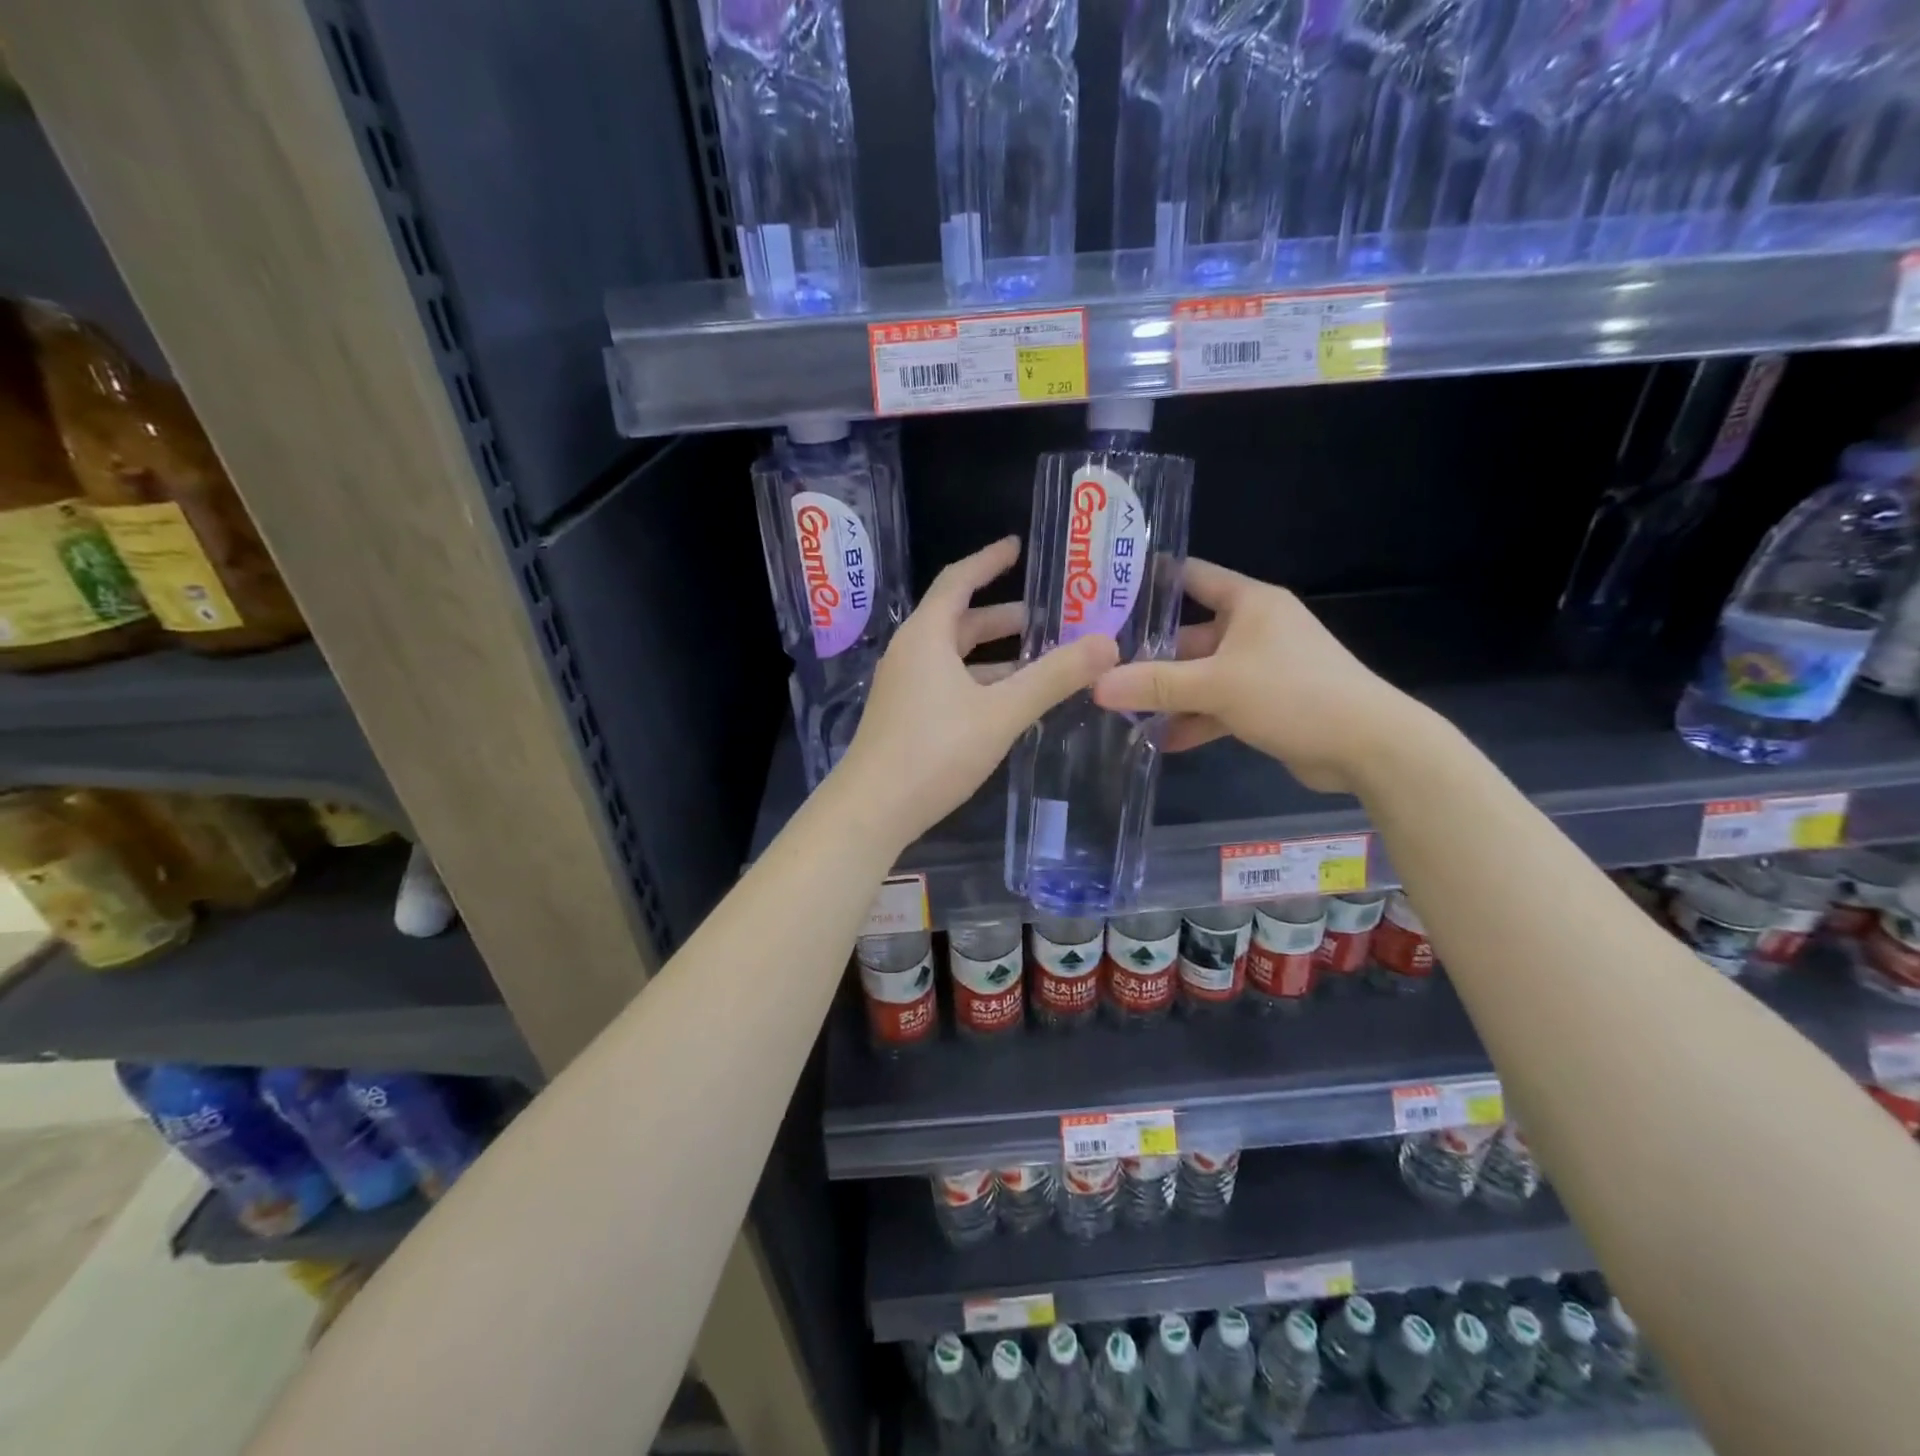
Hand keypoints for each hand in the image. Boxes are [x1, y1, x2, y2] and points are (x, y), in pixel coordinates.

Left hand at [835, 537, 1119, 846]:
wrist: (871, 810)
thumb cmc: (934, 751)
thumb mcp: (1001, 712)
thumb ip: (1053, 677)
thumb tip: (1107, 643)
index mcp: (926, 636)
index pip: (958, 580)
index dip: (989, 561)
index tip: (1018, 547)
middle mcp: (910, 653)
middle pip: (959, 620)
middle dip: (1002, 617)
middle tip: (1048, 617)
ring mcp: (904, 687)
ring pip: (954, 658)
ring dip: (994, 656)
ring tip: (1040, 661)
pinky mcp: (904, 718)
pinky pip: (947, 684)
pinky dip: (979, 682)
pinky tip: (1007, 703)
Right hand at [1091, 559, 1420, 794]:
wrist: (1368, 746)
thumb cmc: (1292, 693)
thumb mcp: (1216, 685)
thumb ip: (1154, 685)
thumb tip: (1095, 685)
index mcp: (1249, 604)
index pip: (1191, 577)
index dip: (1150, 582)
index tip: (1106, 593)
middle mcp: (1254, 629)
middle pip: (1189, 636)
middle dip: (1148, 656)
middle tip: (1100, 670)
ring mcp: (1261, 668)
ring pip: (1201, 676)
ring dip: (1168, 695)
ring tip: (1121, 712)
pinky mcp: (1267, 703)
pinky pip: (1219, 705)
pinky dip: (1194, 721)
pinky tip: (1160, 741)